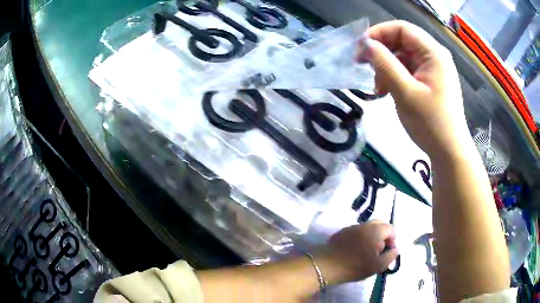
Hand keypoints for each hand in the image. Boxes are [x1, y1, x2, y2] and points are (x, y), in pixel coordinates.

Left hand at [316, 221, 397, 283]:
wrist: (327, 265)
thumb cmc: (355, 266)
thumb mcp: (378, 266)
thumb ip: (391, 256)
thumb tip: (396, 249)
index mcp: (376, 230)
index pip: (391, 228)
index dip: (392, 240)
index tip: (386, 252)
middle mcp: (365, 224)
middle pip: (380, 224)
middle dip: (383, 236)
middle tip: (378, 251)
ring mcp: (352, 227)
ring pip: (368, 227)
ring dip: (371, 236)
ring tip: (366, 251)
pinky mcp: (342, 231)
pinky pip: (356, 231)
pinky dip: (360, 237)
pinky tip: (355, 250)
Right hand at [361, 21, 471, 157]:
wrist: (449, 152)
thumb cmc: (431, 123)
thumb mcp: (405, 92)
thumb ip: (385, 64)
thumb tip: (367, 45)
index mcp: (433, 53)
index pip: (402, 28)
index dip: (379, 33)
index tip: (360, 48)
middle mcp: (434, 56)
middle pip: (402, 41)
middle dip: (381, 52)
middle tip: (365, 68)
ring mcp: (433, 69)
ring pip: (403, 56)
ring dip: (387, 68)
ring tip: (378, 88)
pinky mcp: (430, 81)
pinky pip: (408, 70)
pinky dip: (395, 77)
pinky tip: (387, 91)